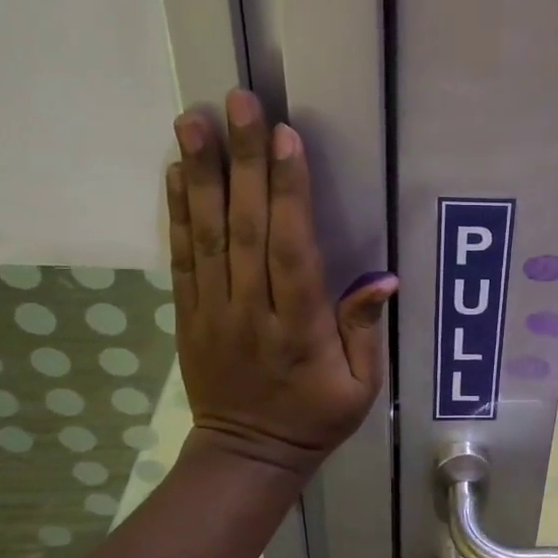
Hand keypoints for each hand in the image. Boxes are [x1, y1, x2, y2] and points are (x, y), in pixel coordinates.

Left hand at [166, 92, 395, 475]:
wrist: (247, 455)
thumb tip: (383, 278)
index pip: (291, 250)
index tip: (286, 136)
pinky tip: (174, 172)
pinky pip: (181, 259)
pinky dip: (176, 213)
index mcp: (298, 329)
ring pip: (206, 235)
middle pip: (246, 228)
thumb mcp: (361, 387)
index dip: (289, 191)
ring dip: (198, 174)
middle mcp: (250, 312)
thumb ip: (364, 331)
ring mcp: (212, 312)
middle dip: (243, 161)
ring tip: (191, 120)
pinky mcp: (188, 315)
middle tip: (238, 102)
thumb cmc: (315, 419)